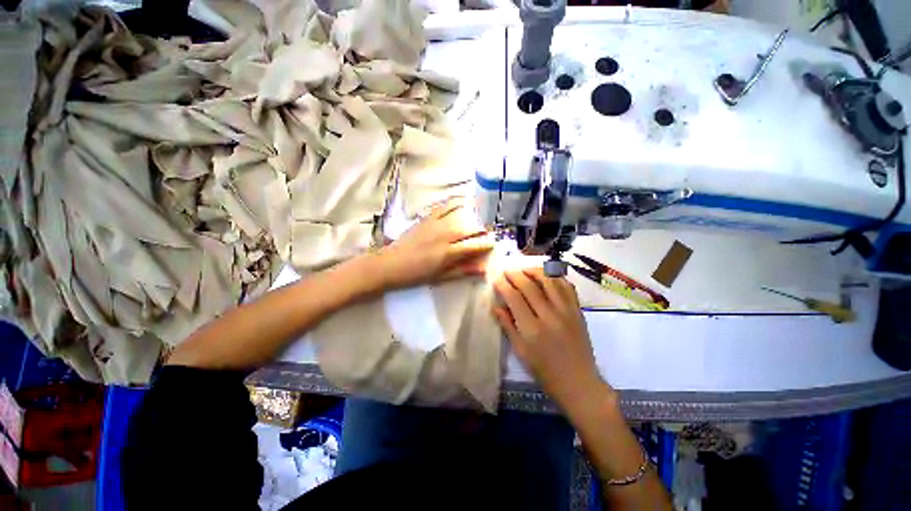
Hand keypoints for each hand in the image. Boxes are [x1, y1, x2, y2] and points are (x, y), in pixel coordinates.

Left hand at [373, 201, 492, 290]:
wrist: (390, 264)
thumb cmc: (416, 274)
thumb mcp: (441, 277)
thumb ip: (463, 271)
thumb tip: (483, 268)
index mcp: (448, 252)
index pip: (475, 245)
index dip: (486, 244)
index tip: (493, 243)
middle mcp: (445, 235)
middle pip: (471, 227)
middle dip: (483, 229)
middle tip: (488, 232)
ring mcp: (436, 223)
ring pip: (461, 215)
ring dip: (473, 216)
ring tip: (479, 219)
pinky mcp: (427, 217)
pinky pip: (446, 206)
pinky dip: (457, 203)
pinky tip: (464, 203)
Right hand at [493, 267, 608, 412]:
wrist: (579, 383)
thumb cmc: (545, 371)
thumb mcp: (521, 351)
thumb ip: (508, 326)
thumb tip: (495, 306)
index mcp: (532, 329)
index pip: (514, 298)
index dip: (503, 285)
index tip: (496, 278)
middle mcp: (549, 316)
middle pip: (530, 285)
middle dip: (515, 274)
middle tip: (507, 271)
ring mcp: (566, 311)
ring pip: (550, 281)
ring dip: (535, 271)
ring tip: (525, 269)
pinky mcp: (578, 311)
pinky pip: (567, 287)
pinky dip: (556, 277)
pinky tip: (547, 276)